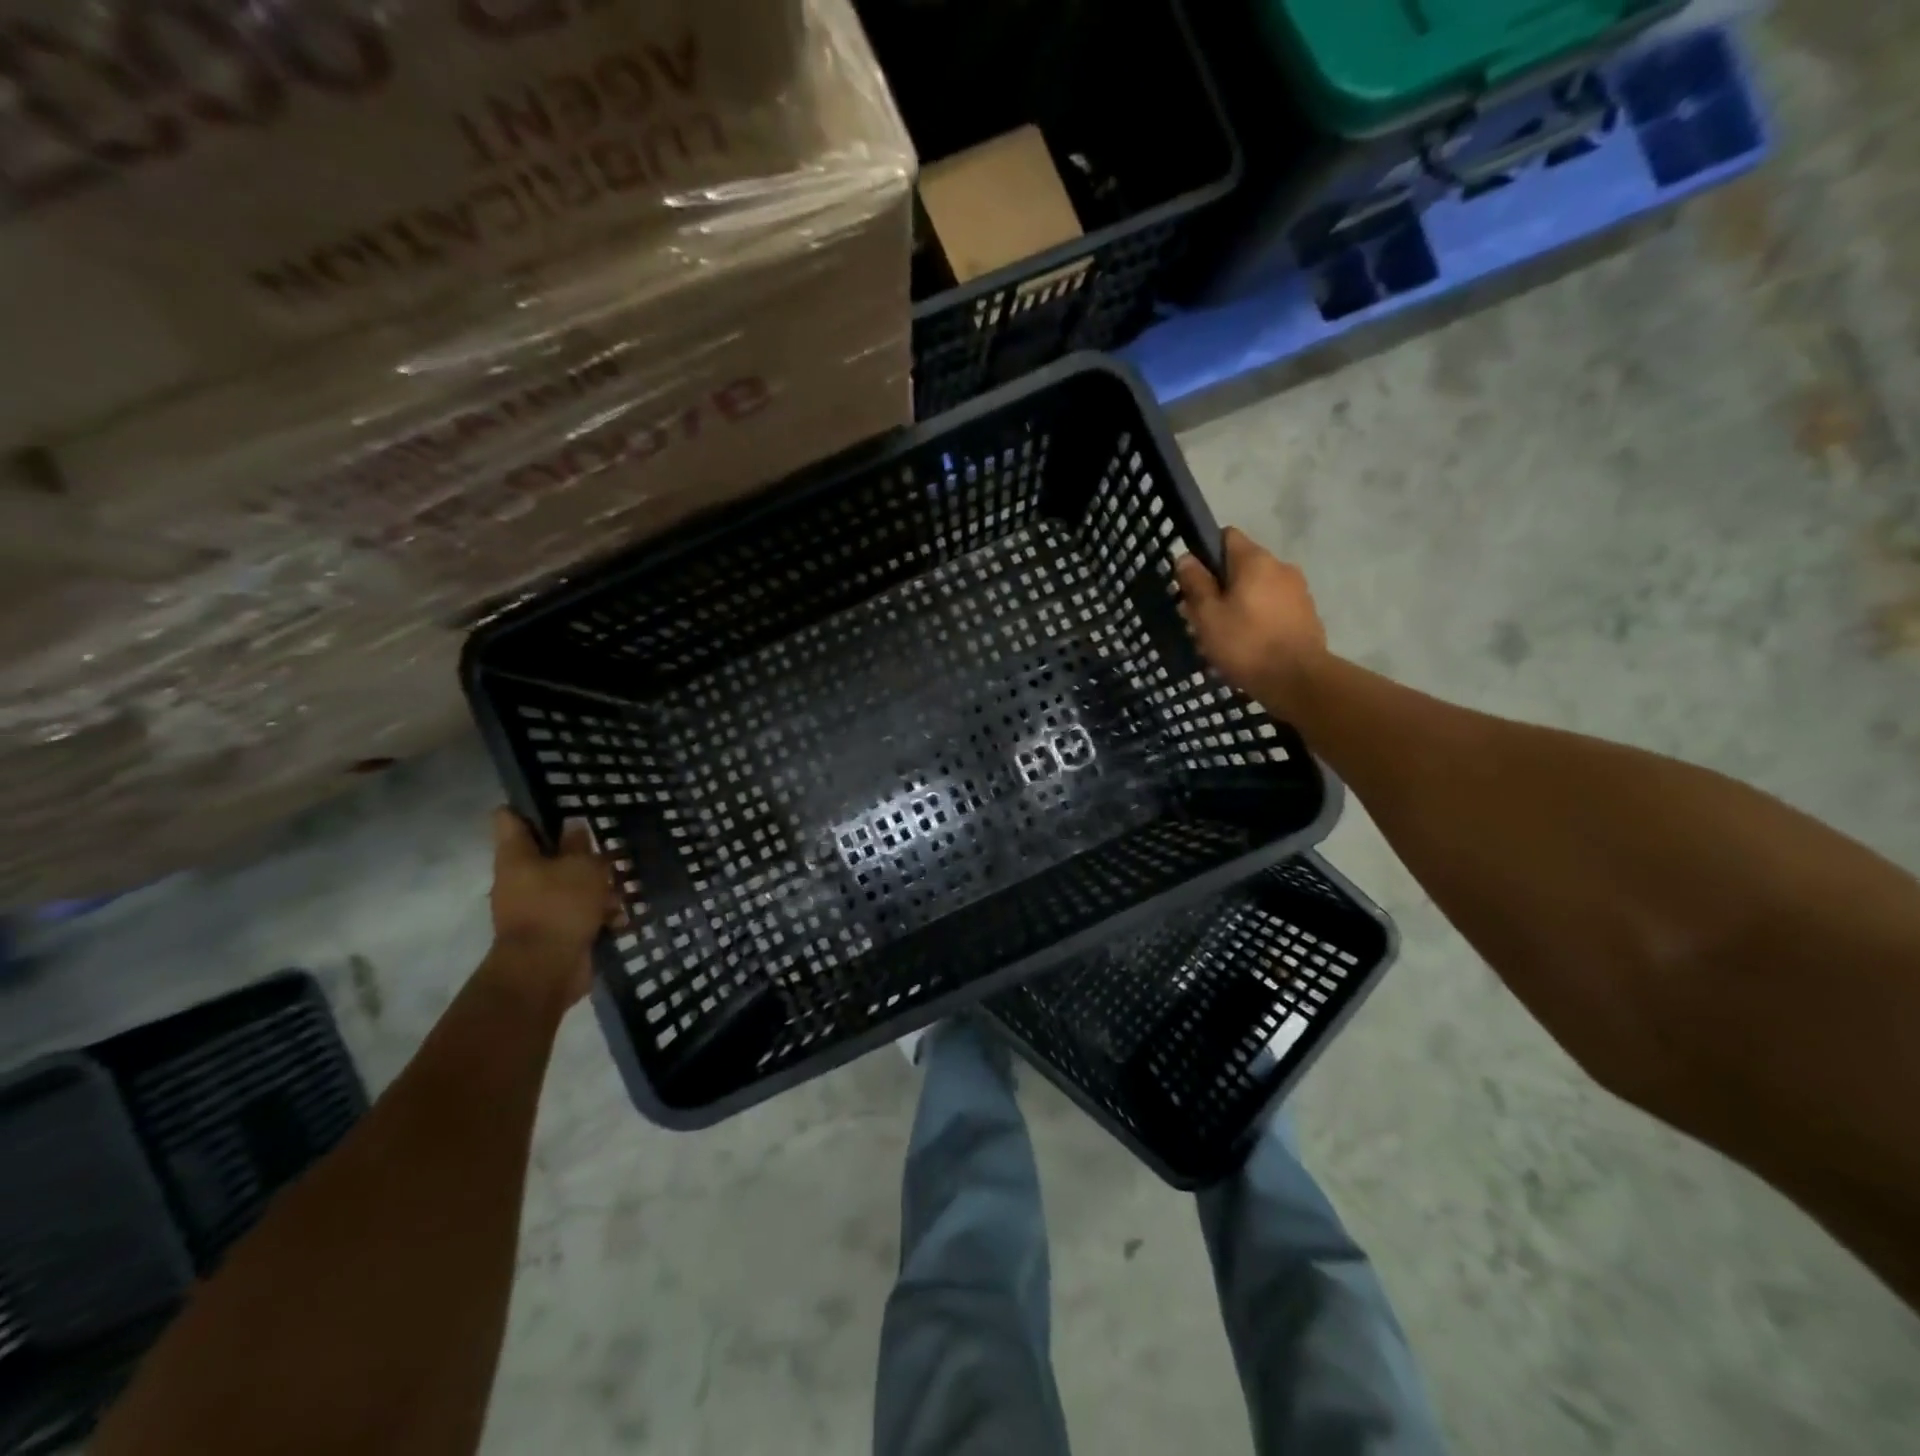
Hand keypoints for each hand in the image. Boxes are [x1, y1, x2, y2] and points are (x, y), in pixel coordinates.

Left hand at [487, 809, 617, 1007]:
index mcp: (516, 856)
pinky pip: (577, 914)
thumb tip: (572, 825)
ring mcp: (534, 907)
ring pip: (569, 884)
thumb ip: (579, 844)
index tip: (555, 799)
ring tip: (627, 886)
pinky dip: (598, 914)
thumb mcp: (580, 866)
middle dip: (579, 851)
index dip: (528, 806)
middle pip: (547, 853)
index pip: (509, 819)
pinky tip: (622, 917)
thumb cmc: (559, 906)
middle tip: (608, 844)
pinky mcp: (553, 931)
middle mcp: (519, 879)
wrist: (545, 971)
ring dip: (597, 886)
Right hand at [1175, 528, 1327, 712]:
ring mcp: (1298, 590)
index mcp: (1255, 561)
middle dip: (1220, 586)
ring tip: (1224, 636)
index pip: (1227, 536)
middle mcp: (1280, 566)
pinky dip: (1258, 618)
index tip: (1193, 581)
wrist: (1298, 680)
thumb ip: (1196, 584)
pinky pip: (1273, 607)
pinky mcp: (1306, 614)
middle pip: (1241, 566)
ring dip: (1238, 604)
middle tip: (1202, 618)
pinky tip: (1248, 644)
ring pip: (1257, 589)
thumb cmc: (1246, 644)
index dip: (1206, 554)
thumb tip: (1186, 558)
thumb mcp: (1208, 616)